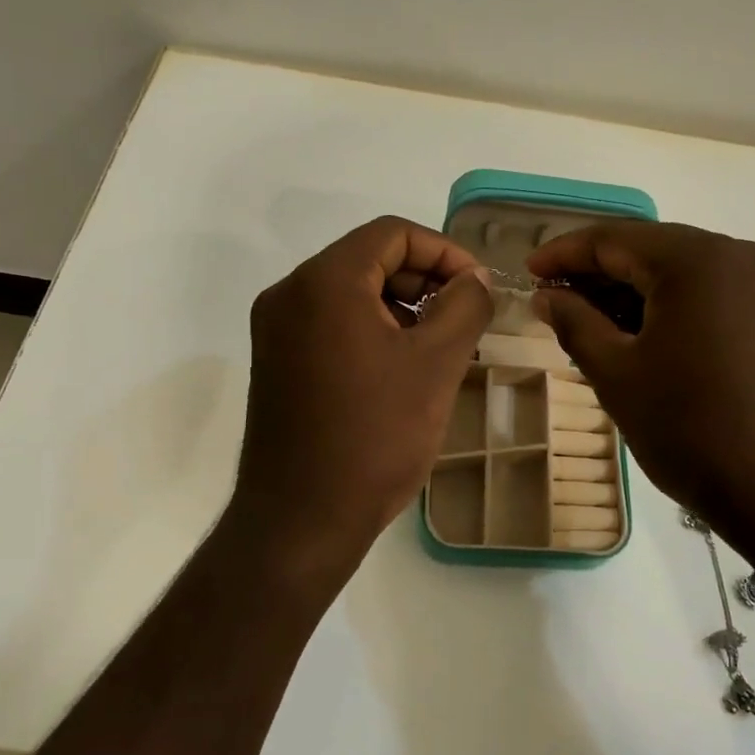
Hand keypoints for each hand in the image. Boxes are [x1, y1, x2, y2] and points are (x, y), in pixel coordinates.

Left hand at [230, 217, 492, 586]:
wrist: (301, 520)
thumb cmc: (375, 436)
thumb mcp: (436, 364)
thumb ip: (465, 306)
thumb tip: (476, 279)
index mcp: (324, 282)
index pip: (392, 233)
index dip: (445, 251)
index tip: (478, 288)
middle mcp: (290, 294)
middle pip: (369, 259)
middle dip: (424, 280)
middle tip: (465, 318)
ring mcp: (276, 330)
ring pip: (351, 293)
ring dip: (401, 307)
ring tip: (442, 346)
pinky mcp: (277, 362)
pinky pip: (332, 324)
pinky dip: (373, 330)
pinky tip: (404, 368)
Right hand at [528, 222, 754, 555]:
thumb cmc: (692, 430)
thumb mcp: (617, 375)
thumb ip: (574, 322)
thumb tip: (546, 294)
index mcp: (697, 259)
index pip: (614, 239)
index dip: (564, 253)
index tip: (528, 271)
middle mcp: (738, 253)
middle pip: (649, 248)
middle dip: (596, 272)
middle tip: (552, 299)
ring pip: (680, 269)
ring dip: (631, 289)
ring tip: (586, 318)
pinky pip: (708, 290)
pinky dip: (667, 303)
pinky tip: (636, 329)